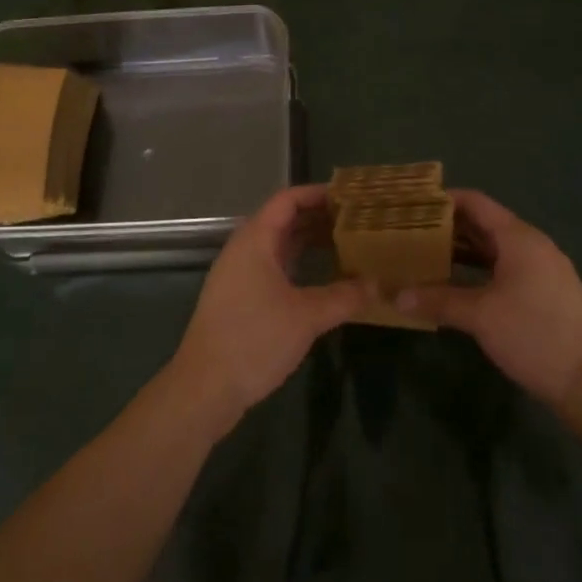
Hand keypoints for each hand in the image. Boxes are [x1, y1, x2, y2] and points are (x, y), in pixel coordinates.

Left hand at [169, 185, 365, 435]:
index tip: (350, 197)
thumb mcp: (306, 317)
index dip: (317, 194)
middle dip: (318, 217)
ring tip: (346, 244)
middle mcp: (244, 249)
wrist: (204, 388)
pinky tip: (322, 277)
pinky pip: (272, 266)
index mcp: (255, 240)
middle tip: (356, 221)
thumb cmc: (254, 340)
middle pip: (282, 219)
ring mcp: (238, 274)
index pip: (287, 200)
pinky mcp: (239, 297)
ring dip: (309, 241)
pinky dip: (297, 263)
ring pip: (278, 245)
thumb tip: (376, 284)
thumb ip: (343, 296)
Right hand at [399, 189, 581, 410]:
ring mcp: (543, 269)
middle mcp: (533, 245)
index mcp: (519, 238)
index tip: (414, 205)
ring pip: (496, 249)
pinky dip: (480, 270)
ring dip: (463, 251)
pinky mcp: (547, 293)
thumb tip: (396, 296)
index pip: (476, 203)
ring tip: (427, 257)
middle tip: (411, 233)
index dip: (444, 200)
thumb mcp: (480, 316)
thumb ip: (438, 301)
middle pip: (485, 224)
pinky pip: (506, 268)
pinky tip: (457, 285)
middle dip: (449, 228)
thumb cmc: (534, 335)